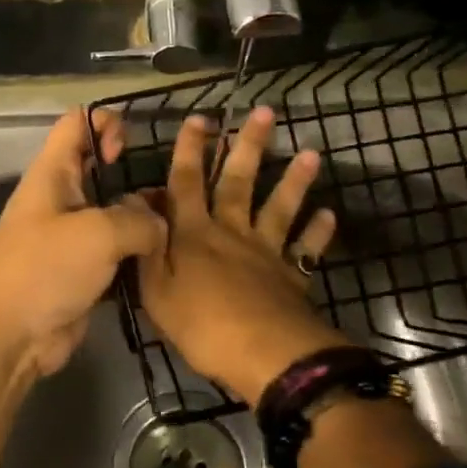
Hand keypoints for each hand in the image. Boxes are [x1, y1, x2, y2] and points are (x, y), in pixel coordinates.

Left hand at [0, 108, 166, 377]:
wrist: (7, 336)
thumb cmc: (45, 268)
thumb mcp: (99, 233)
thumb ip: (138, 220)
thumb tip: (158, 224)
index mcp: (53, 173)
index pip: (77, 123)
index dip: (105, 124)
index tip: (127, 151)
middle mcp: (61, 199)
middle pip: (100, 169)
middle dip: (135, 174)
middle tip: (169, 192)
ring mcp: (71, 238)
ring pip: (114, 214)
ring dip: (143, 220)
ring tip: (177, 228)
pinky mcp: (82, 272)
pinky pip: (117, 253)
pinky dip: (138, 255)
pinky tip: (166, 262)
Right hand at [137, 106, 347, 406]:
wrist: (263, 354)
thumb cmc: (201, 325)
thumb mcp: (156, 291)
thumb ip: (147, 247)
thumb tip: (138, 207)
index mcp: (193, 234)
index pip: (186, 183)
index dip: (189, 150)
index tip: (199, 119)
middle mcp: (231, 231)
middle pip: (239, 181)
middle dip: (248, 145)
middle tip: (265, 112)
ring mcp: (265, 251)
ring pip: (279, 206)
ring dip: (294, 179)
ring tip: (310, 152)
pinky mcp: (292, 274)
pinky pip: (307, 248)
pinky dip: (318, 231)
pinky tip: (329, 214)